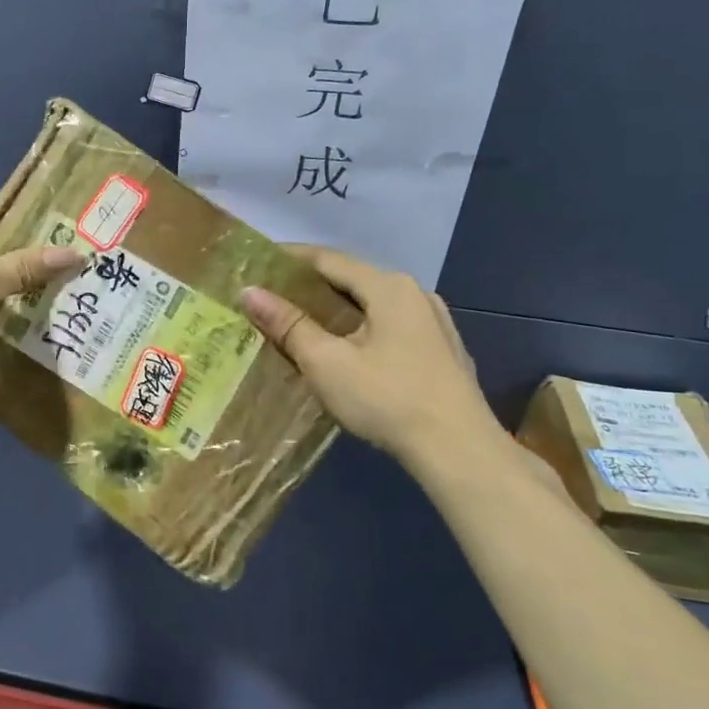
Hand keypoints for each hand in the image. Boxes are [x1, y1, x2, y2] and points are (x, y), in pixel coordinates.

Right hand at [239, 247, 503, 463]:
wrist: (459, 450)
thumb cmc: (387, 399)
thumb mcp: (326, 362)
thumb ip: (288, 324)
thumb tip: (249, 291)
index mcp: (388, 287)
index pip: (329, 259)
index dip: (290, 259)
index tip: (258, 262)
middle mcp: (415, 293)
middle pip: (353, 279)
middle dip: (312, 285)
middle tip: (274, 296)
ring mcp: (434, 322)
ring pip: (374, 303)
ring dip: (338, 308)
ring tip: (304, 321)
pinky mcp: (442, 350)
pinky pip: (391, 325)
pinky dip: (361, 326)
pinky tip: (347, 347)